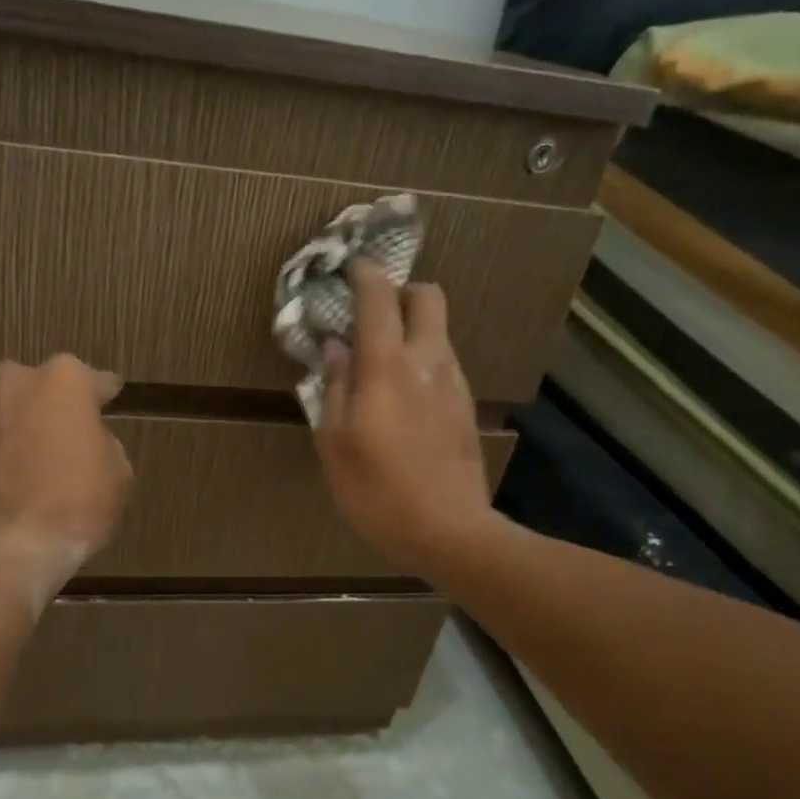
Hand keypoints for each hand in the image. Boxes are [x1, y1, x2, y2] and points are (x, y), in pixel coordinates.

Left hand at [0, 356, 133, 565]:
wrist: (7, 548)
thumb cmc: (75, 507)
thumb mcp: (118, 474)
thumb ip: (101, 441)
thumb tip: (83, 440)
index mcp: (64, 380)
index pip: (93, 380)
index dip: (101, 394)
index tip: (107, 401)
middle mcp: (14, 379)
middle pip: (37, 388)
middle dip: (47, 409)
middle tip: (57, 443)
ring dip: (9, 426)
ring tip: (17, 465)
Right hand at [313, 260, 492, 573]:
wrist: (450, 531)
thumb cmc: (378, 491)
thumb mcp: (335, 444)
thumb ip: (333, 388)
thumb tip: (334, 349)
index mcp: (387, 367)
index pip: (379, 298)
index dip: (364, 274)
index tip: (349, 267)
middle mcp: (427, 362)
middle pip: (428, 296)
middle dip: (401, 291)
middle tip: (372, 313)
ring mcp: (454, 383)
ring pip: (438, 330)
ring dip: (412, 328)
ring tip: (382, 360)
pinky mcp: (466, 405)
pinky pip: (443, 362)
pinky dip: (423, 359)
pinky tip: (404, 395)